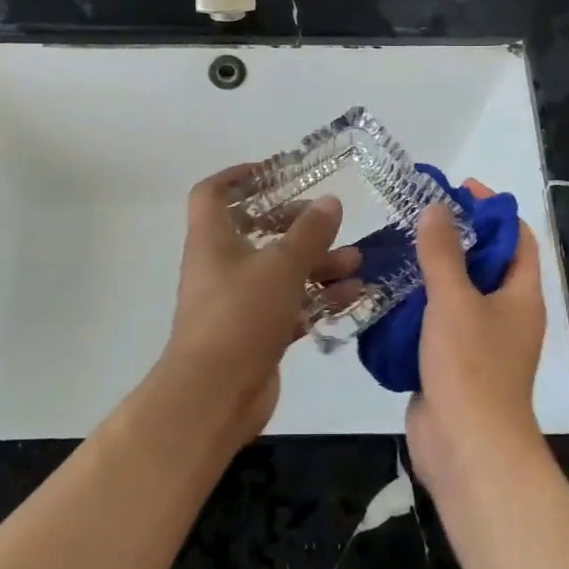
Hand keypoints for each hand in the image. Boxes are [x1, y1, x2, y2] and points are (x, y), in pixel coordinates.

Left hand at [160, 163, 359, 448]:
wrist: (214, 396)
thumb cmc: (240, 315)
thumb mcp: (281, 266)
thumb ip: (309, 232)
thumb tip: (330, 201)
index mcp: (212, 239)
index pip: (212, 193)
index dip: (238, 176)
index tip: (273, 171)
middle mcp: (220, 265)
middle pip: (255, 231)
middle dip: (294, 224)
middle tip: (326, 220)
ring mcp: (236, 301)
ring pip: (278, 271)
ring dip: (316, 263)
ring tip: (356, 260)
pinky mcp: (254, 333)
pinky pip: (289, 305)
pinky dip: (316, 299)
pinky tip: (353, 296)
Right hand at [406, 180, 546, 498]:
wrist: (467, 451)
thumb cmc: (471, 368)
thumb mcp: (455, 301)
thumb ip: (443, 253)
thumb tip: (436, 209)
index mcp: (521, 295)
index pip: (518, 237)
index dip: (494, 210)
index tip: (460, 189)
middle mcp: (506, 314)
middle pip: (486, 262)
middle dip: (456, 236)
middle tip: (418, 215)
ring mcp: (480, 341)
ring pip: (458, 292)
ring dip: (432, 269)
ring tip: (396, 245)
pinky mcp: (453, 363)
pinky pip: (437, 321)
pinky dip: (417, 303)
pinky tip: (387, 290)